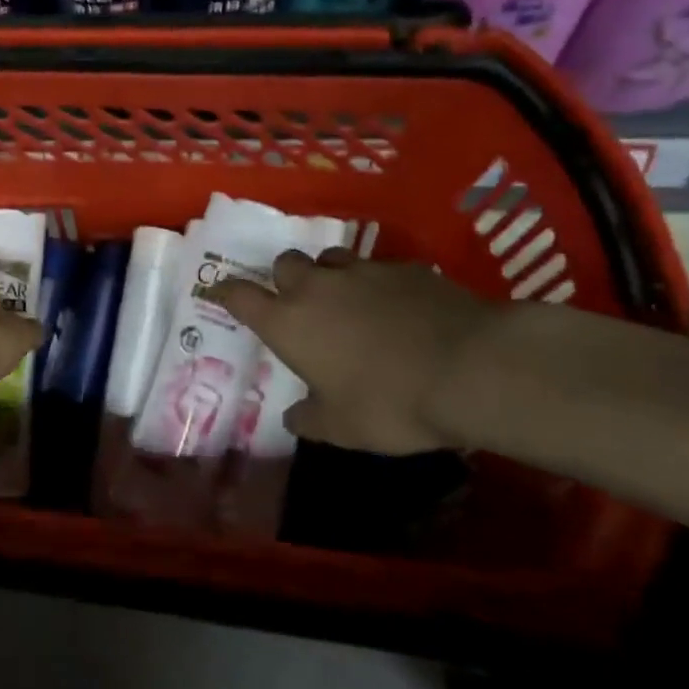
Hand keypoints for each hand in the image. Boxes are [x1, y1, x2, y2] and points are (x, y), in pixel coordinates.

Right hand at [207, 249, 501, 454]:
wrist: (470, 368)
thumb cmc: (389, 402)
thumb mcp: (341, 428)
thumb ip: (309, 418)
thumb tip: (293, 416)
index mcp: (288, 322)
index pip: (240, 296)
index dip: (225, 291)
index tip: (217, 291)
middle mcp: (317, 287)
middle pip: (284, 263)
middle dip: (283, 278)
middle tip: (297, 302)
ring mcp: (363, 272)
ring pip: (330, 260)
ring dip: (328, 275)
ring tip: (345, 301)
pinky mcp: (406, 268)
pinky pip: (378, 269)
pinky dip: (376, 285)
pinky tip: (397, 309)